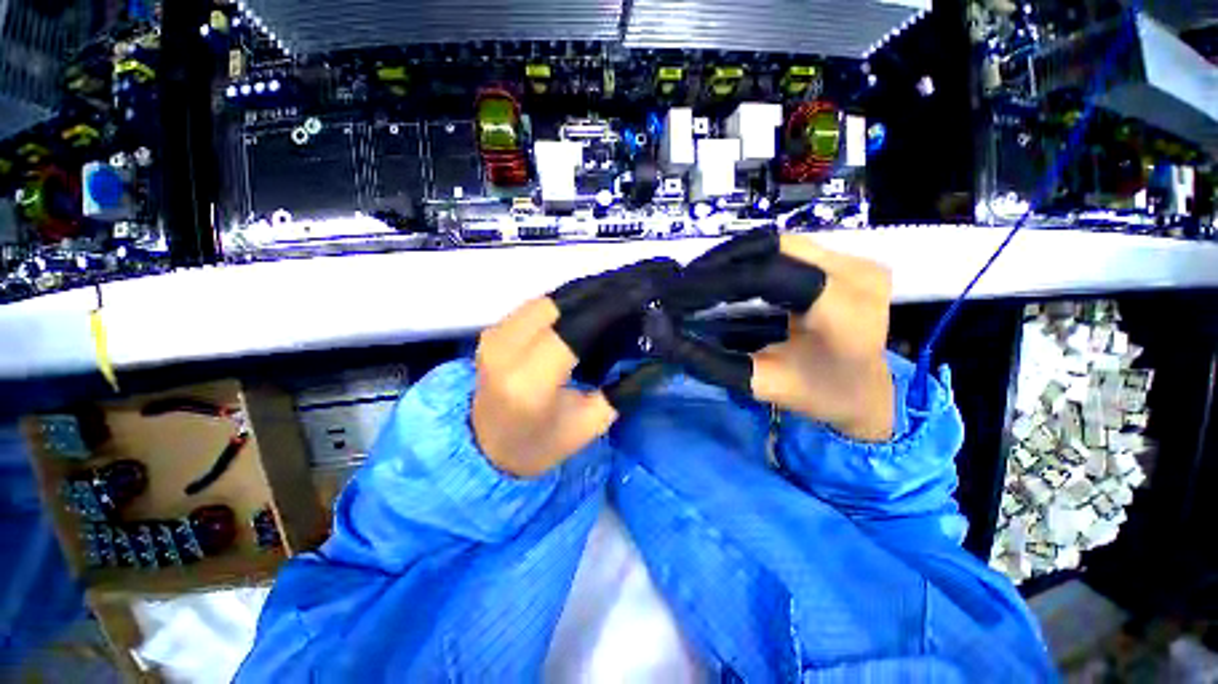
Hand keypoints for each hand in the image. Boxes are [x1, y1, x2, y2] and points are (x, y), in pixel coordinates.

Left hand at [473, 259, 678, 476]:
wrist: (484, 448)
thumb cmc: (538, 445)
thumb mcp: (588, 426)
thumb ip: (620, 390)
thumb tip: (648, 354)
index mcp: (529, 383)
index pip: (573, 329)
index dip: (608, 309)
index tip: (639, 296)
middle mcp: (505, 351)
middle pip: (559, 304)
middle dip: (597, 294)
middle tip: (630, 290)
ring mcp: (494, 336)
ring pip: (547, 299)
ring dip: (581, 294)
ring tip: (613, 293)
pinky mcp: (492, 331)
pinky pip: (534, 306)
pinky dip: (563, 302)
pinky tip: (585, 304)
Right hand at [659, 230, 893, 441]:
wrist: (871, 393)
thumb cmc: (819, 396)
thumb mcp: (758, 383)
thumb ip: (705, 359)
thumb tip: (657, 330)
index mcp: (844, 311)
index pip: (768, 275)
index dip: (717, 279)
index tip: (679, 291)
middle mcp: (857, 273)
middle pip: (771, 246)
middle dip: (720, 263)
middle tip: (686, 284)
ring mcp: (858, 261)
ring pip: (777, 242)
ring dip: (733, 259)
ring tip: (703, 281)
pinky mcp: (850, 259)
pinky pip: (788, 248)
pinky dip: (752, 260)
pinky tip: (731, 278)